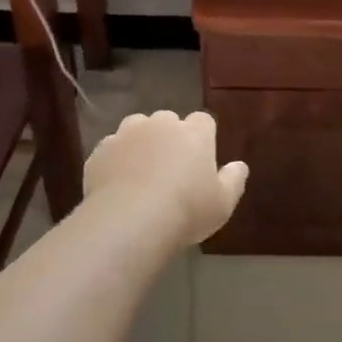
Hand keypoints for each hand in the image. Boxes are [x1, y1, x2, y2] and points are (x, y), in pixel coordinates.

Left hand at [83, 110, 248, 248]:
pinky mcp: (101, 150)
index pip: (203, 121)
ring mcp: (127, 134)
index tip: (201, 158)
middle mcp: (161, 124)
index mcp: (194, 133)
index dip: (202, 136)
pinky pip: (112, 149)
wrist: (130, 220)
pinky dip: (116, 161)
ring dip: (140, 143)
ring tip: (141, 173)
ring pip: (136, 129)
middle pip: (168, 121)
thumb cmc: (186, 210)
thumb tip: (240, 165)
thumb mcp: (223, 203)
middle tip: (170, 168)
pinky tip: (117, 184)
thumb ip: (233, 180)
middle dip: (169, 137)